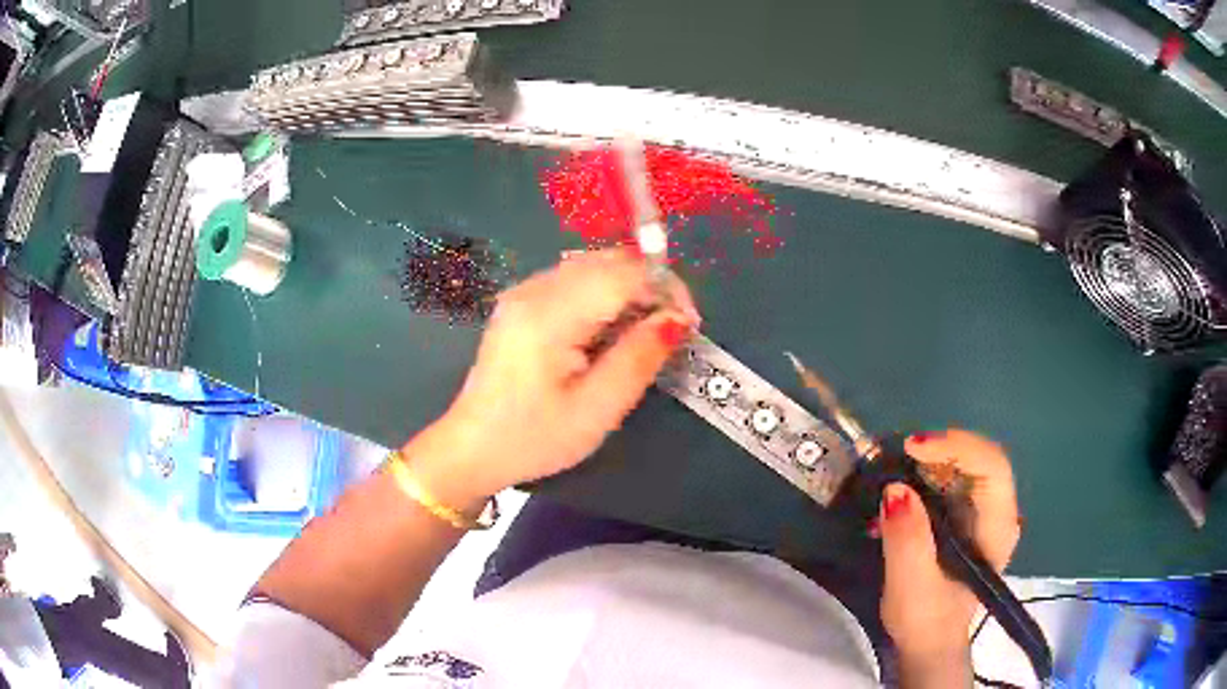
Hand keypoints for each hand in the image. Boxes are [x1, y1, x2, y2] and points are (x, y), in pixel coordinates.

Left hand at [414, 249, 699, 502]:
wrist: (473, 448)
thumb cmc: (535, 438)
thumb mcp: (597, 409)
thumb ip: (639, 358)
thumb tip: (677, 318)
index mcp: (550, 314)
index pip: (622, 273)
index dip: (665, 288)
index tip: (688, 325)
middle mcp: (534, 289)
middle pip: (608, 261)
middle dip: (649, 286)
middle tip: (670, 330)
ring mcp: (523, 292)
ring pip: (593, 266)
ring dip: (629, 289)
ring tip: (644, 333)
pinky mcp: (521, 302)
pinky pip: (574, 281)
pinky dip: (604, 295)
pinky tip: (609, 330)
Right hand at [878, 430, 1020, 663]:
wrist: (929, 644)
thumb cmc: (925, 620)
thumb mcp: (910, 586)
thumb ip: (907, 540)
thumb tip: (895, 489)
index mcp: (997, 528)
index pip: (992, 467)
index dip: (957, 447)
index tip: (913, 449)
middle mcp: (998, 512)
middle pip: (979, 459)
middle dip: (939, 450)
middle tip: (897, 457)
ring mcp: (983, 514)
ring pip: (964, 465)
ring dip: (929, 462)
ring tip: (893, 474)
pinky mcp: (966, 518)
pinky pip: (951, 481)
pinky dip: (925, 477)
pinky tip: (900, 493)